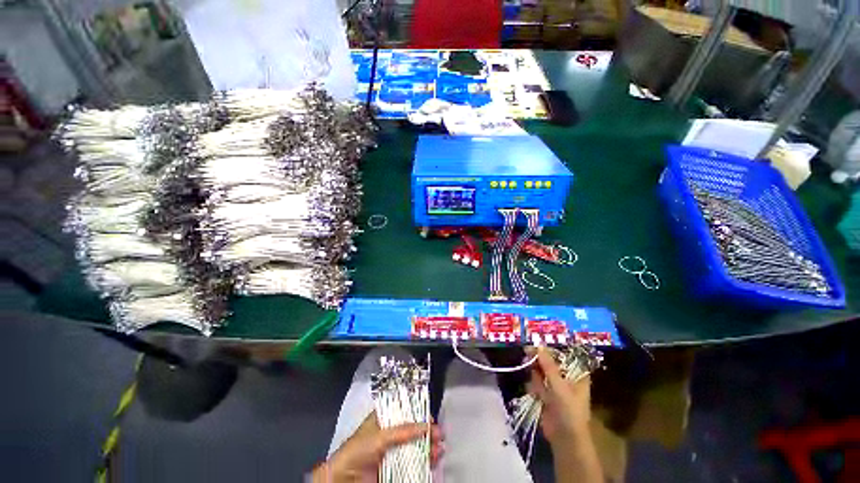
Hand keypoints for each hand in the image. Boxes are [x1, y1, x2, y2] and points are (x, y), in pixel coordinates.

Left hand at [311, 413, 442, 481]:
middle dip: (427, 431)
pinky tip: (435, 459)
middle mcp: (390, 434)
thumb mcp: (379, 437)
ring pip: (415, 446)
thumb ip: (402, 431)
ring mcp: (393, 452)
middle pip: (413, 430)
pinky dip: (425, 461)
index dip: (418, 412)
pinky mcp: (395, 469)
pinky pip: (414, 463)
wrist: (343, 481)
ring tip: (440, 448)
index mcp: (384, 420)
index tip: (431, 417)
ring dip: (429, 446)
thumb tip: (426, 425)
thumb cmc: (358, 451)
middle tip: (439, 434)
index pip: (404, 411)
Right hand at [526, 347, 591, 449]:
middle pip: (550, 363)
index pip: (563, 356)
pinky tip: (536, 394)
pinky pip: (536, 383)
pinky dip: (533, 386)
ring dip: (534, 371)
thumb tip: (538, 345)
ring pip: (541, 372)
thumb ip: (548, 364)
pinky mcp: (545, 396)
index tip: (537, 343)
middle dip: (538, 359)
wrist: (564, 438)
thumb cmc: (568, 409)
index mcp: (576, 375)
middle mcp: (566, 379)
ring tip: (529, 370)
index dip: (551, 349)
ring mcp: (555, 388)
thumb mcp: (559, 384)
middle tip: (527, 352)